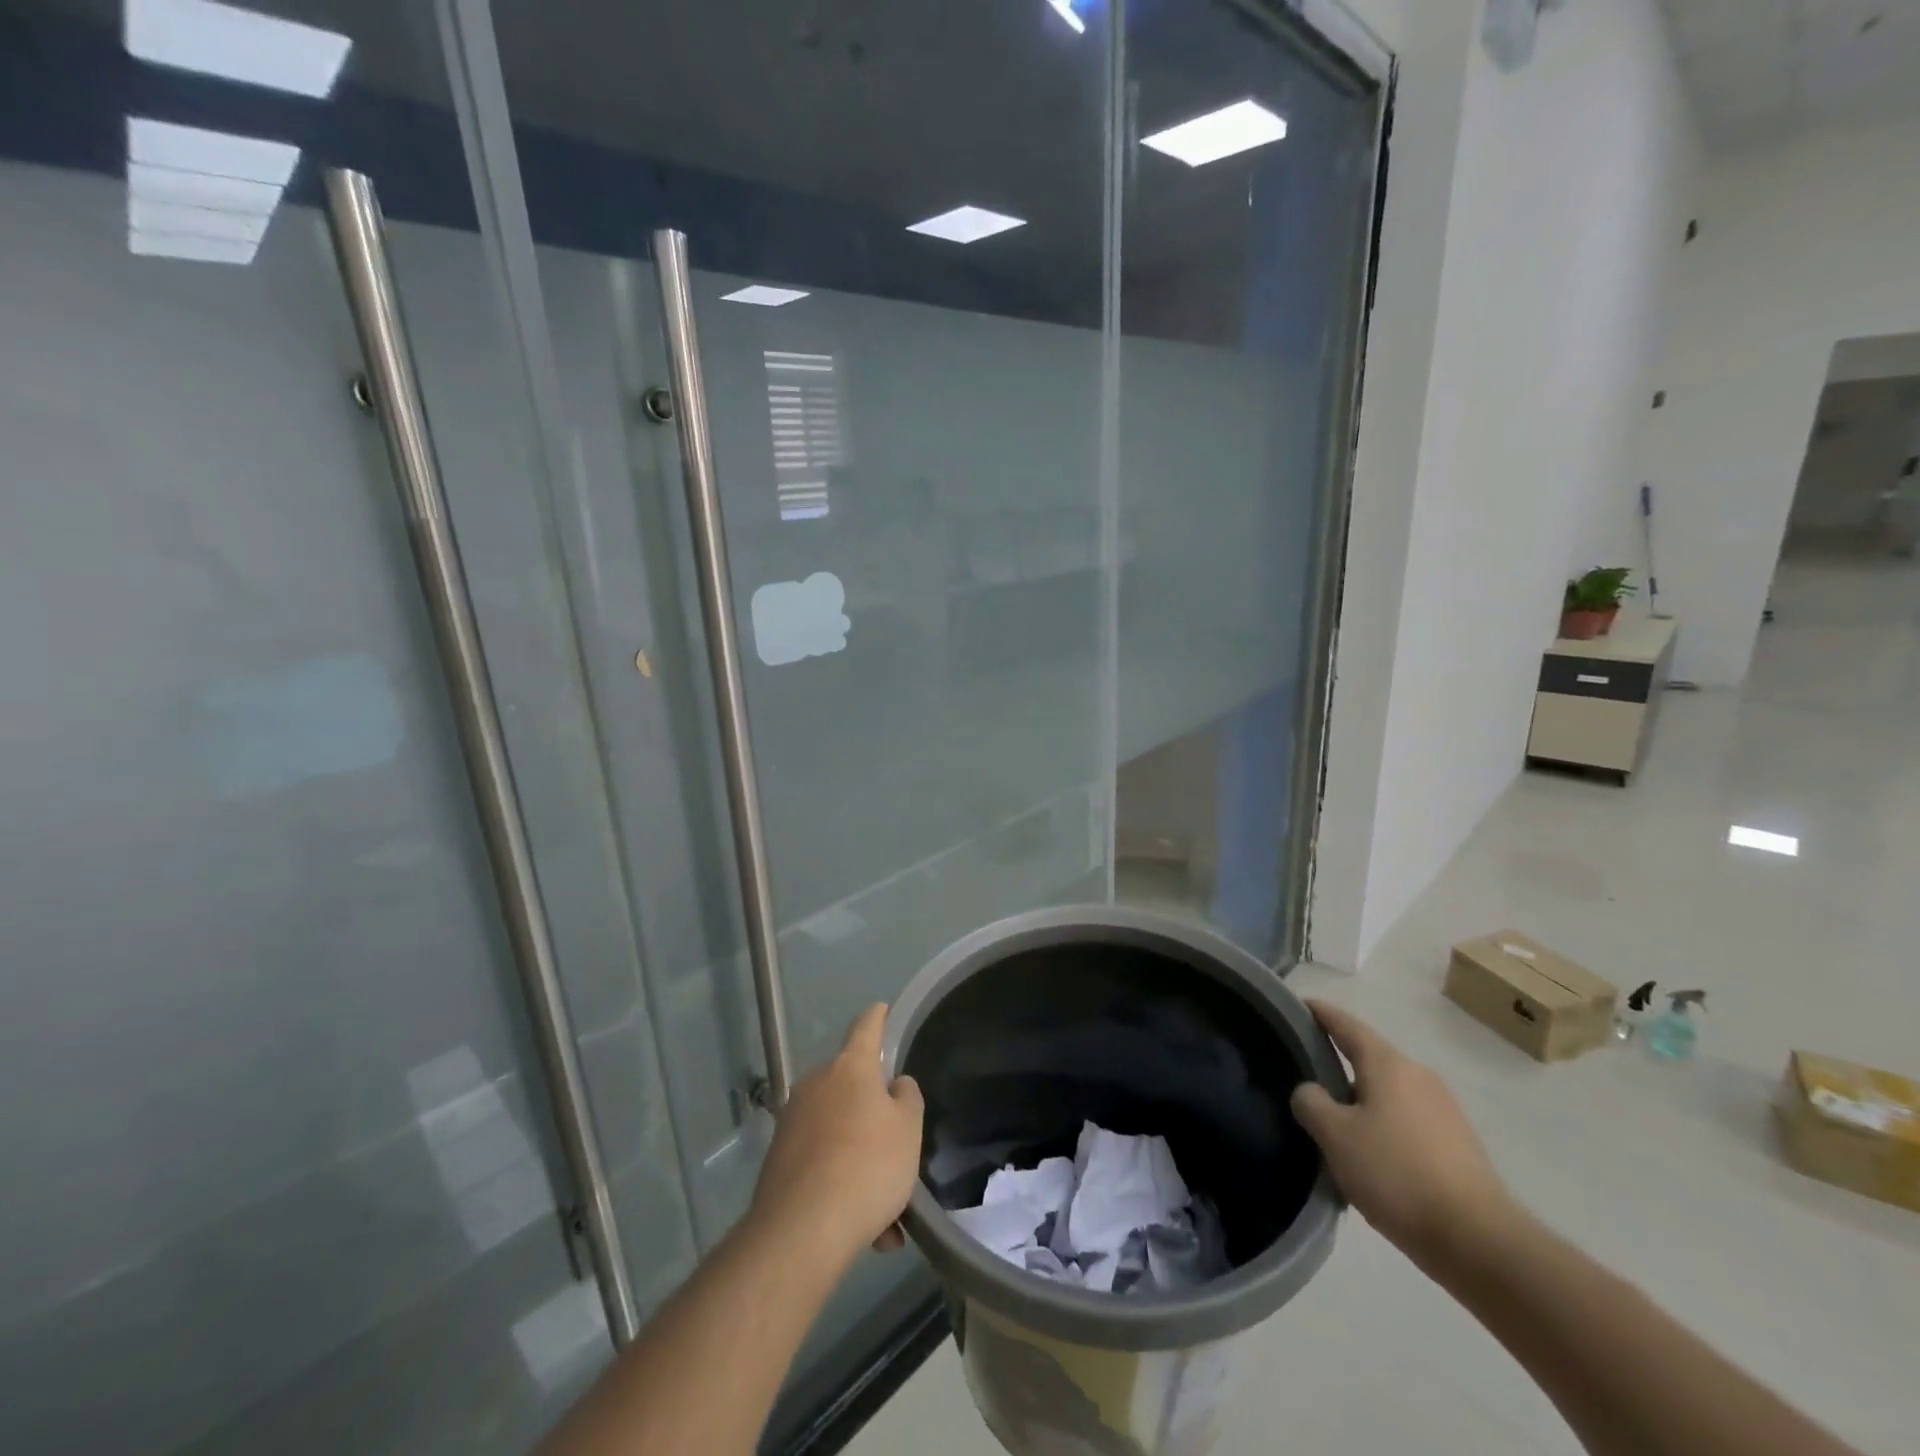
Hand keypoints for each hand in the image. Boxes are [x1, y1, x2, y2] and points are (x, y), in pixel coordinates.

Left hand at [748, 1004, 924, 1266]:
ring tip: (888, 1216)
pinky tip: (866, 1231)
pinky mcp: (779, 1158)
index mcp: (850, 1067)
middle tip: (898, 1150)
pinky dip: (843, 1184)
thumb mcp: (908, 1129)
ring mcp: (793, 1120)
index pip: (866, 1027)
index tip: (881, 1008)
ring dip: (862, 1160)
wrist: (801, 1230)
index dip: (877, 1017)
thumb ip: (907, 1098)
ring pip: (839, 1132)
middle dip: (874, 1115)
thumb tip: (894, 1085)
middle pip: (852, 1088)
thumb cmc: (867, 1166)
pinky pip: (822, 1161)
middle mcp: (817, 1084)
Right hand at [1291, 1000, 1517, 1269]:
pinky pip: (1407, 1122)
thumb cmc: (1397, 1174)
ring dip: (1360, 1103)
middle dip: (1337, 1065)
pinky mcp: (1458, 1144)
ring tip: (1334, 1129)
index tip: (1299, 1005)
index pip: (1346, 1024)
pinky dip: (1383, 1128)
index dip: (1320, 1013)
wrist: (1481, 1242)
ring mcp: (1444, 1111)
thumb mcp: (1335, 1136)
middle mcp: (1419, 1076)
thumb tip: (1310, 1092)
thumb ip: (1311, 1102)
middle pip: (1369, 1059)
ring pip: (1388, 1094)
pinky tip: (1371, 1159)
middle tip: (1306, 1079)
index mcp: (1388, 1064)